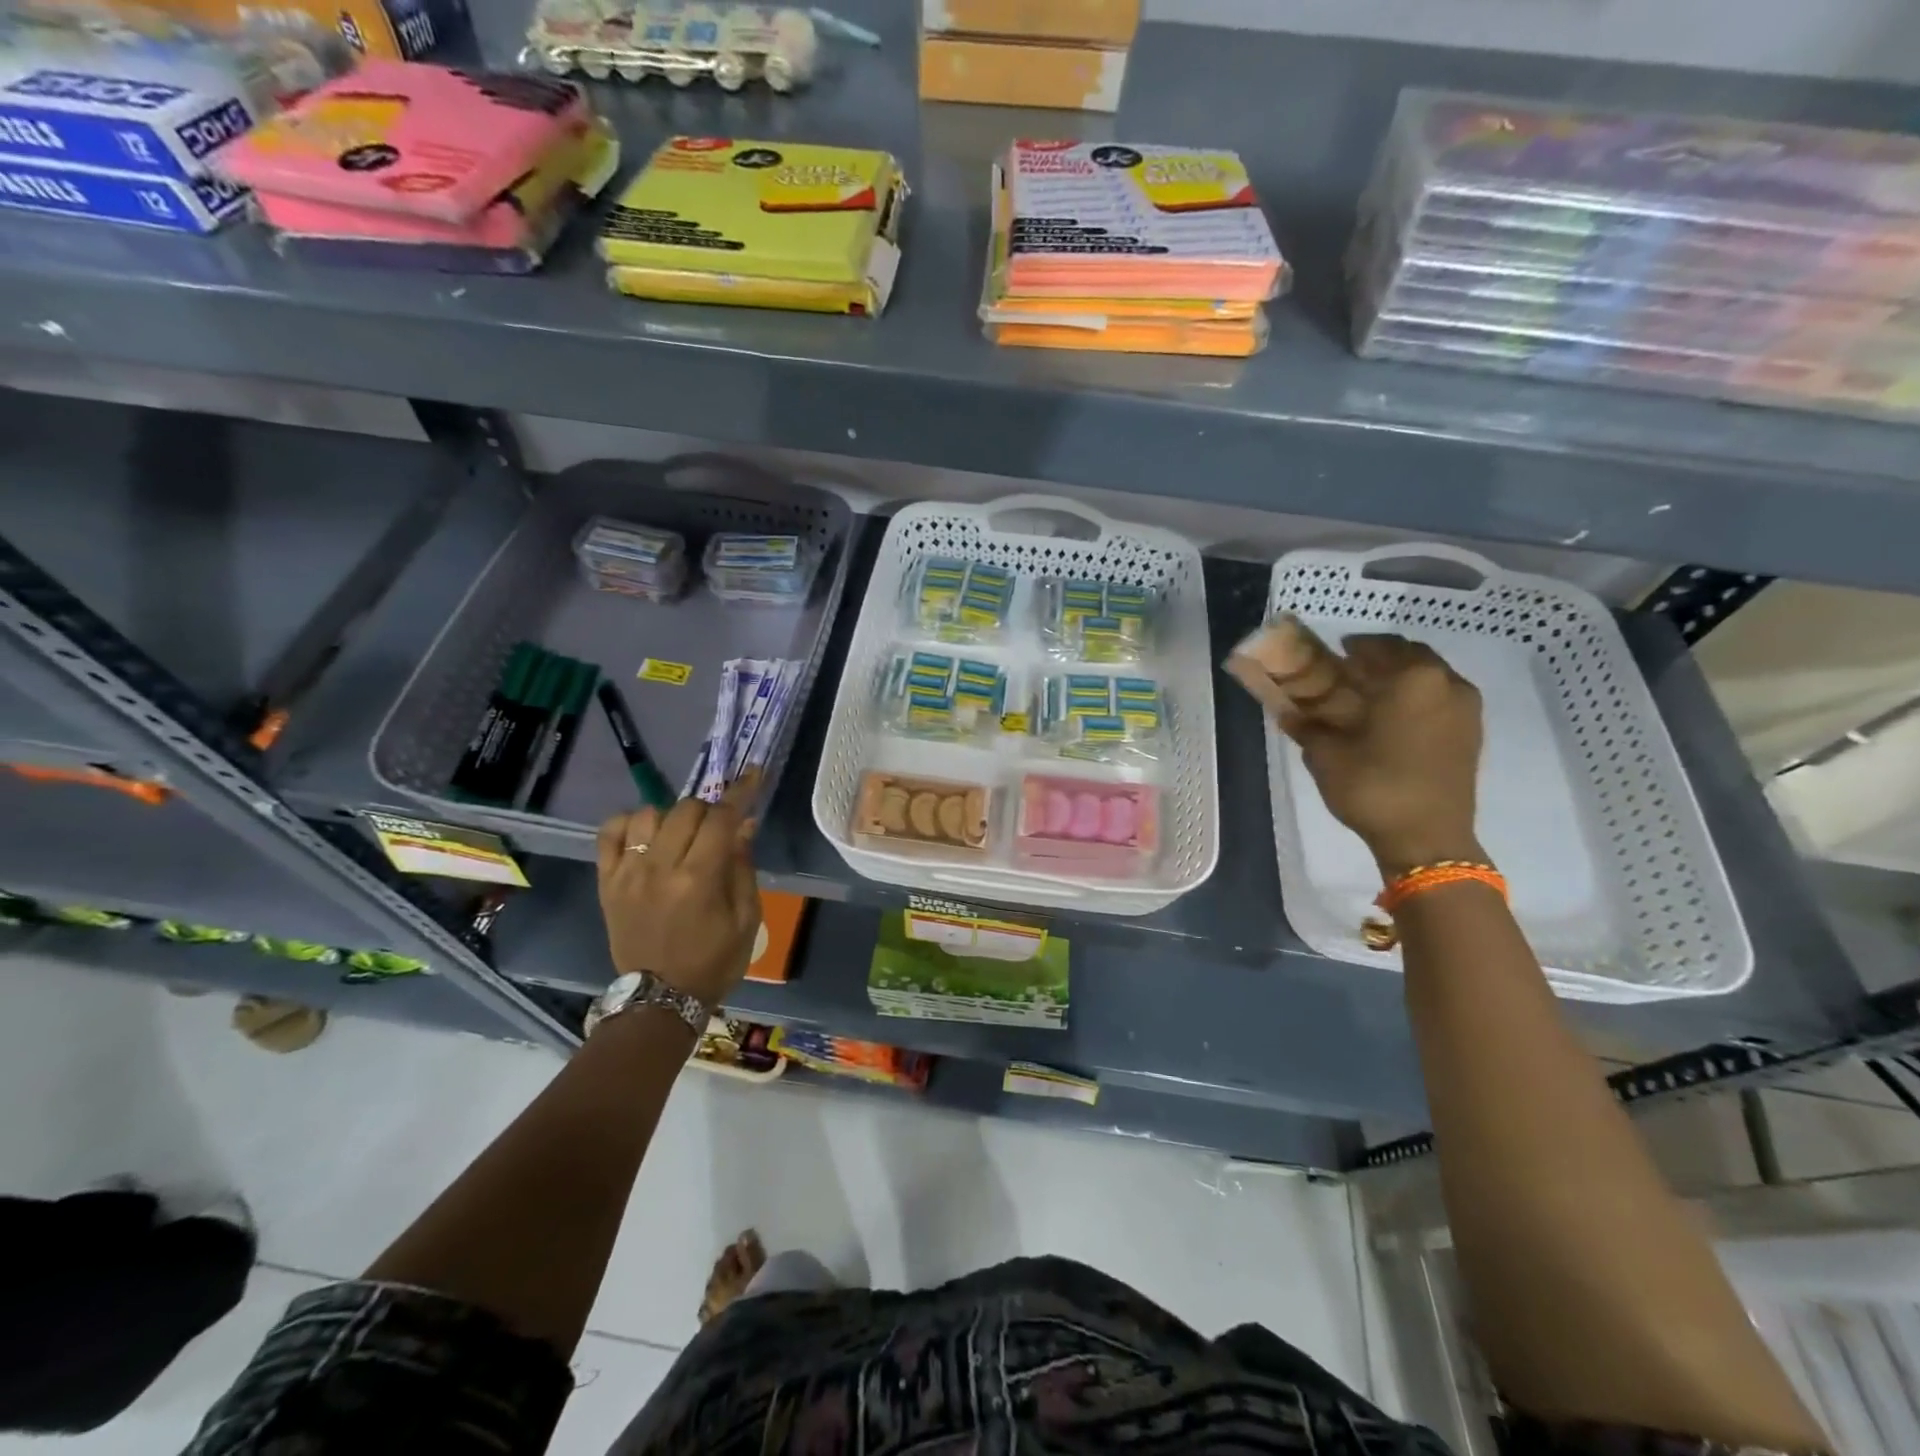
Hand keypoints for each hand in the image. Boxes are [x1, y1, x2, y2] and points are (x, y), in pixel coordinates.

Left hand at [594, 776, 761, 1007]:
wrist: (660, 999)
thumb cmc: (714, 961)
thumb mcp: (747, 918)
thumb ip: (743, 866)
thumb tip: (743, 824)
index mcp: (700, 879)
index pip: (721, 818)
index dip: (741, 792)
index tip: (753, 775)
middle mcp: (661, 868)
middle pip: (686, 809)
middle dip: (709, 810)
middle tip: (717, 830)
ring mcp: (628, 874)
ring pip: (649, 814)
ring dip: (672, 816)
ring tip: (681, 835)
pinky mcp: (607, 882)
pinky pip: (609, 833)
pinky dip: (629, 823)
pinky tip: (646, 836)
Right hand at [1243, 626, 1484, 874]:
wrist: (1427, 838)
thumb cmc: (1373, 787)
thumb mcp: (1325, 754)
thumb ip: (1306, 723)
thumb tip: (1286, 709)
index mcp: (1411, 678)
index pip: (1376, 646)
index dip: (1351, 647)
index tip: (1331, 655)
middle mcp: (1446, 682)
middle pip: (1409, 655)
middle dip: (1379, 659)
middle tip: (1349, 673)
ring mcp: (1465, 707)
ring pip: (1429, 675)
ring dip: (1400, 677)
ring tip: (1369, 696)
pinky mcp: (1471, 731)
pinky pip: (1441, 697)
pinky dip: (1417, 696)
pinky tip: (1392, 717)